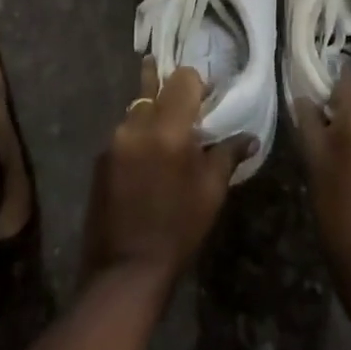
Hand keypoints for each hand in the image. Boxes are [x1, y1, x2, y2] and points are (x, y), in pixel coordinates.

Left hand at [81, 58, 254, 285]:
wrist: (125, 270)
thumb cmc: (178, 228)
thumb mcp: (211, 191)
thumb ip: (229, 153)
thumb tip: (251, 137)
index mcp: (168, 128)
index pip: (183, 78)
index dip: (198, 82)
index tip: (208, 96)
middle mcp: (137, 125)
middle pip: (154, 87)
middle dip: (170, 89)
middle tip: (184, 98)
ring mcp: (114, 141)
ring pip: (137, 109)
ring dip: (153, 113)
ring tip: (167, 131)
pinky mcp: (100, 159)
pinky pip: (124, 133)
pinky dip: (138, 136)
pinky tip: (147, 159)